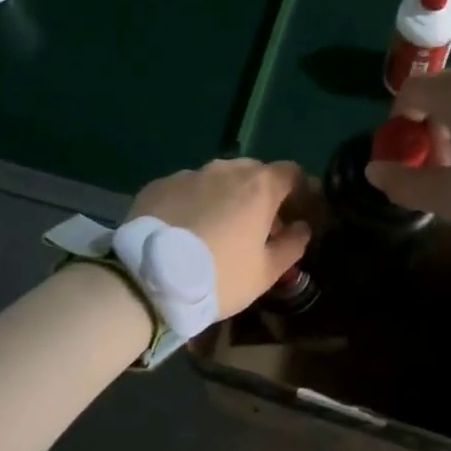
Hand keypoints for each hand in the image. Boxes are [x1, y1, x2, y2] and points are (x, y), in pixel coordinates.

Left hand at [127, 159, 312, 315]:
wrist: (148, 280)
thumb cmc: (219, 277)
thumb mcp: (265, 273)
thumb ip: (292, 245)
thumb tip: (302, 228)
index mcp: (259, 187)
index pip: (292, 172)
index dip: (300, 191)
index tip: (298, 215)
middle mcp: (225, 170)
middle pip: (255, 172)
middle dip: (263, 194)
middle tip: (258, 227)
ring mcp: (189, 174)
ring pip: (218, 178)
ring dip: (226, 196)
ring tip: (218, 228)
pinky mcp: (159, 184)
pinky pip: (187, 188)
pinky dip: (195, 202)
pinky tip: (185, 229)